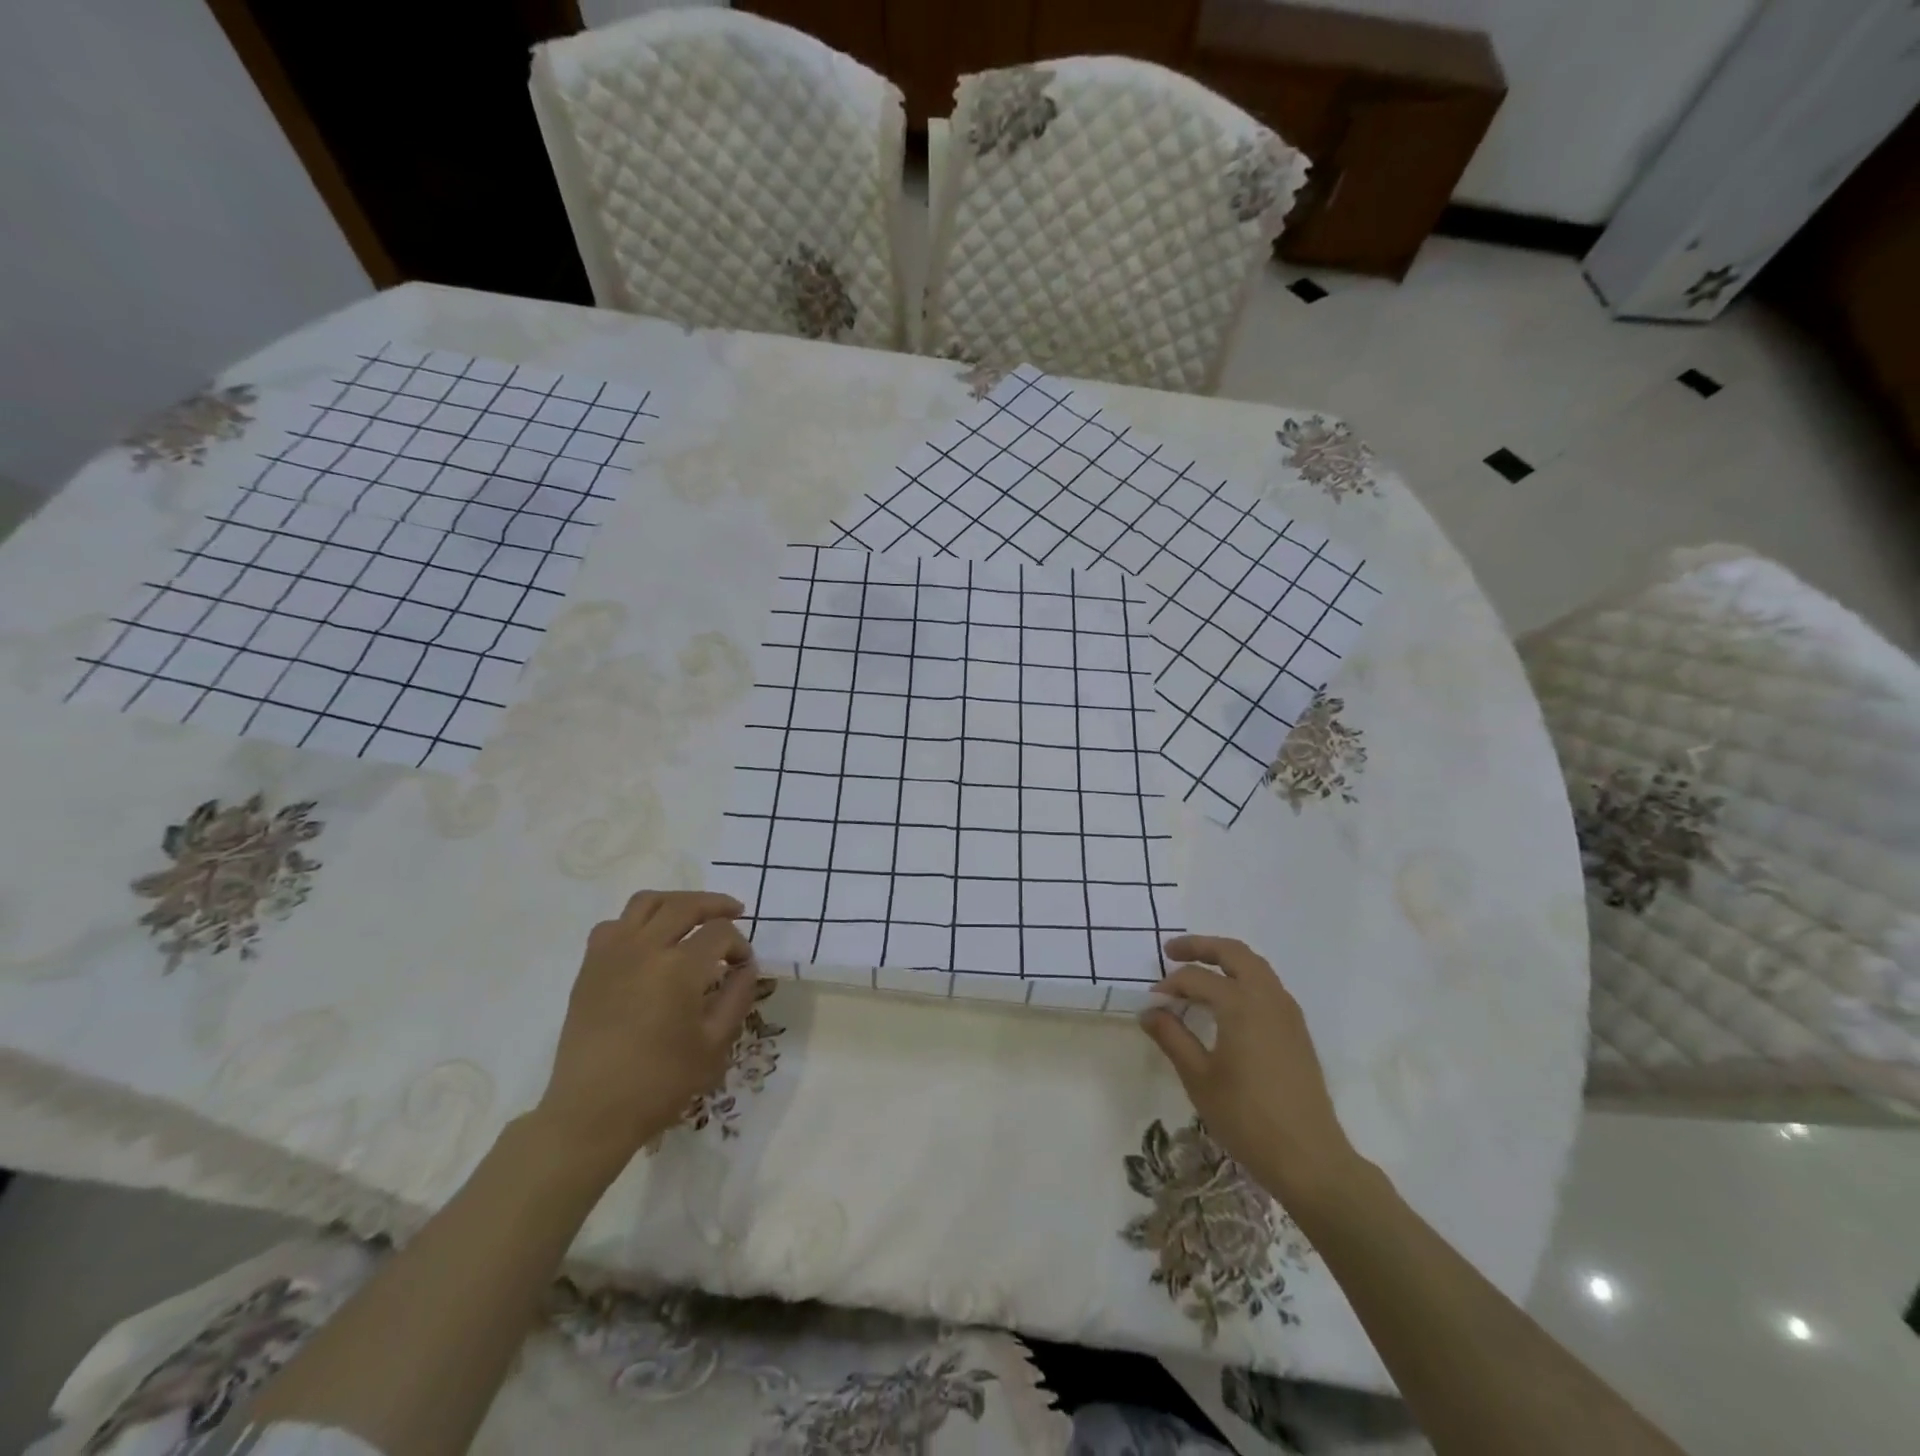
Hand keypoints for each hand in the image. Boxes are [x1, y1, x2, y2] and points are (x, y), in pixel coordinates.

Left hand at [533, 890, 760, 1171]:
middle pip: (686, 905)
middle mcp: (645, 948)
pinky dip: (637, 921)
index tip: (743, 967)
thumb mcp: (714, 1044)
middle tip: (735, 913)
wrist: (590, 1112)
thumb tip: (746, 967)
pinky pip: (614, 924)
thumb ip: (737, 997)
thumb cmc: (660, 1082)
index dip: (739, 944)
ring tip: (693, 915)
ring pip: (647, 902)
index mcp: (679, 968)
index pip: (721, 933)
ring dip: (676, 902)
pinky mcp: (590, 966)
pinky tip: (649, 940)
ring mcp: (612, 953)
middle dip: (716, 905)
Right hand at [1140, 935, 1361, 1209]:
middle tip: (1171, 951)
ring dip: (1225, 960)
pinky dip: (1243, 978)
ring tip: (1198, 971)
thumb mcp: (1199, 1078)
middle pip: (1234, 953)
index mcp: (1241, 1004)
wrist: (1309, 1159)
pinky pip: (1267, 986)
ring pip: (1255, 966)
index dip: (1169, 985)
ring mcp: (1288, 1012)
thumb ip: (1172, 1037)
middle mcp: (1268, 997)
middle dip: (1201, 946)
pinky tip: (1227, 1001)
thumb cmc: (1247, 1118)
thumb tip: (1148, 1011)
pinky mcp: (1297, 1030)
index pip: (1196, 978)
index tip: (1151, 1002)